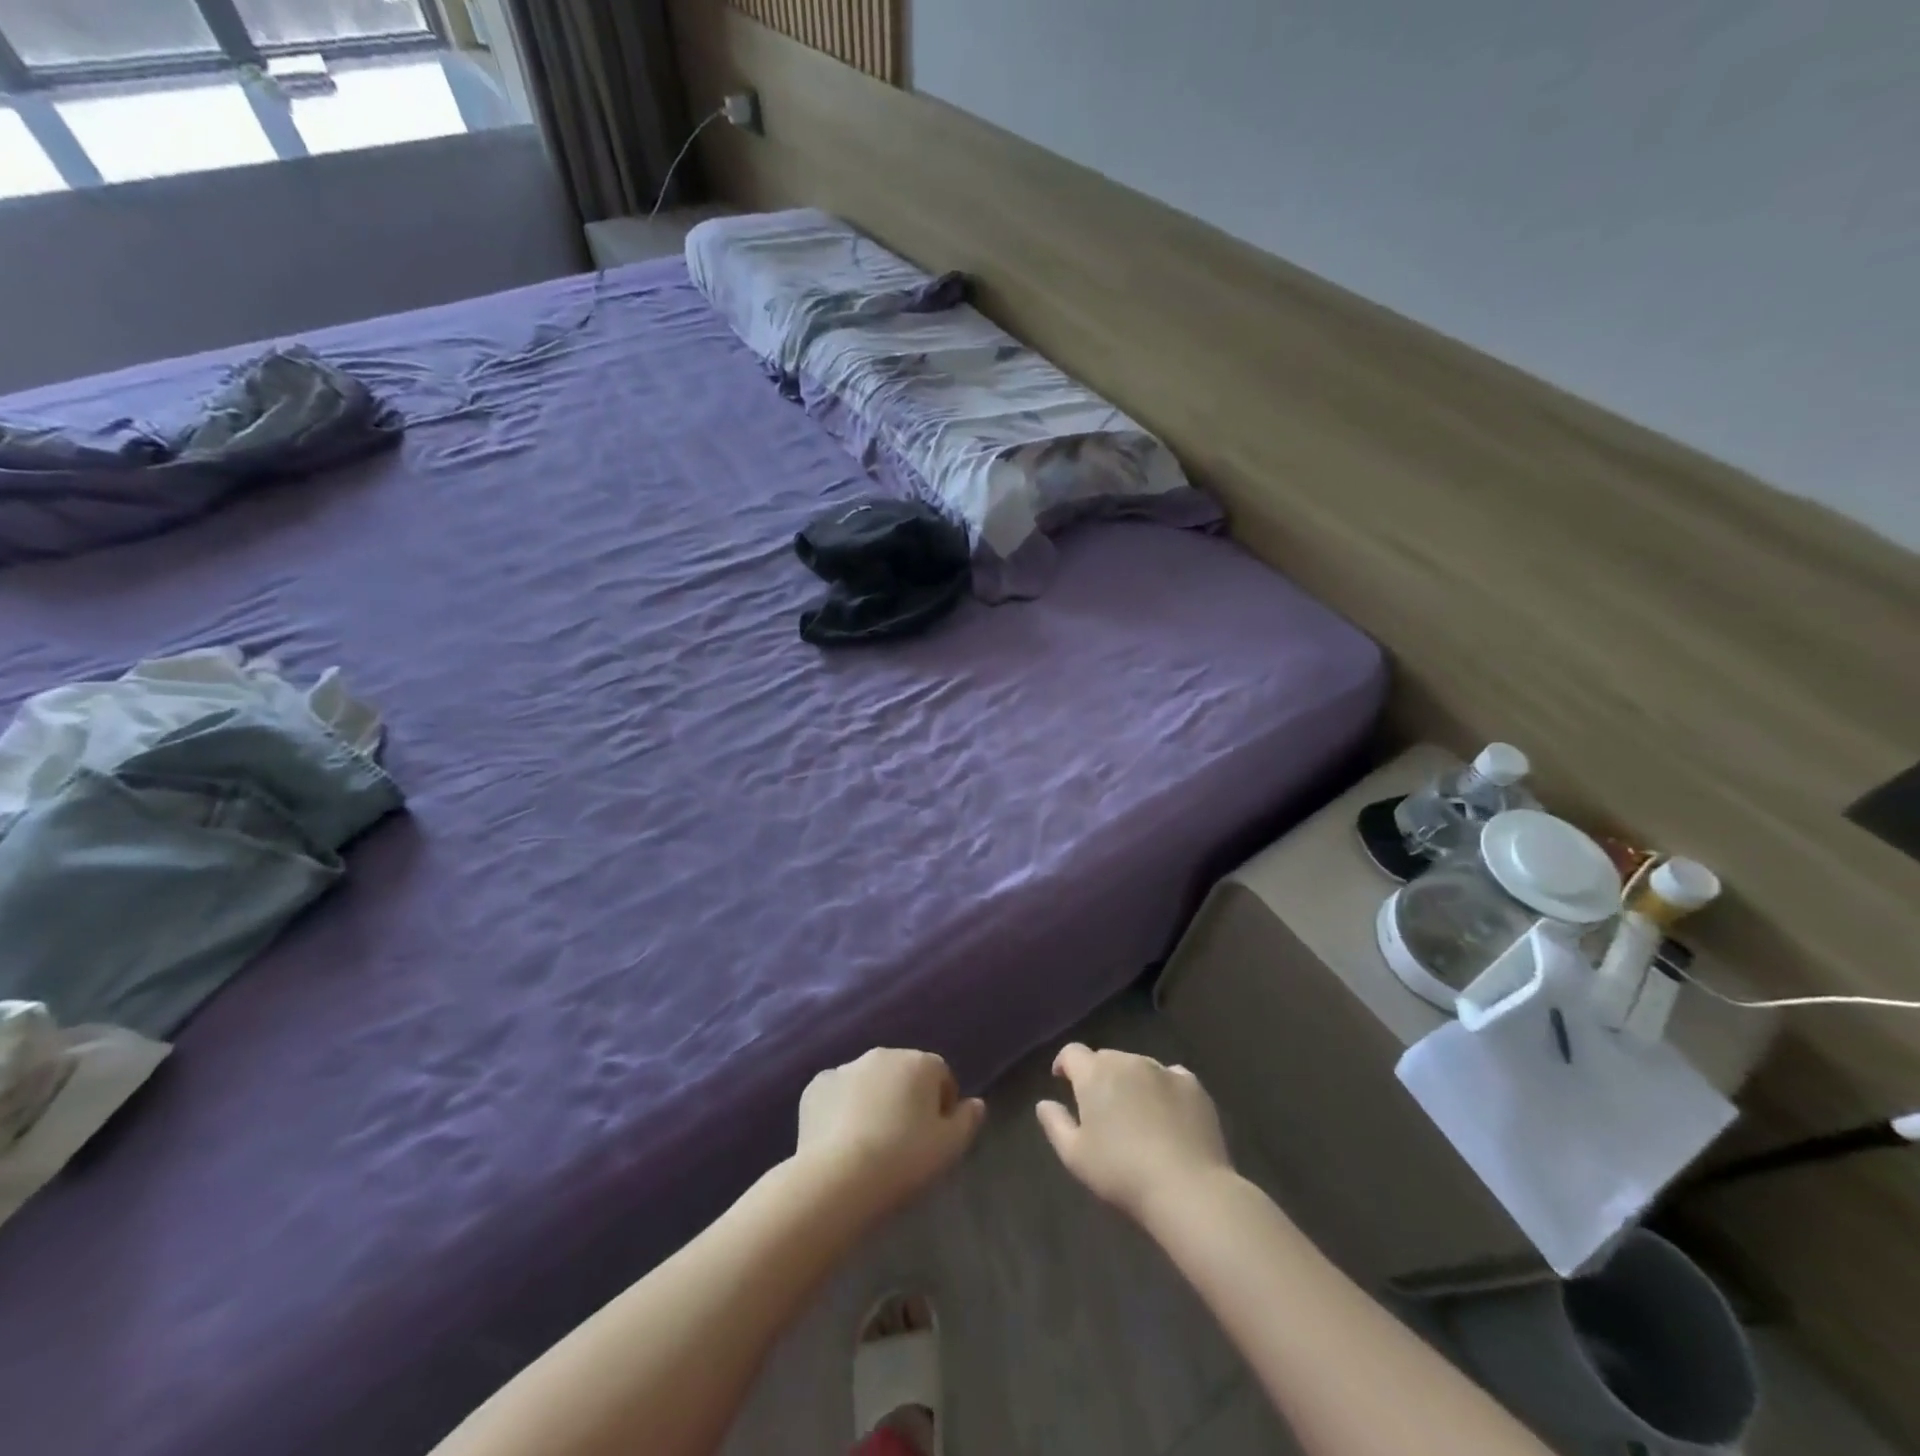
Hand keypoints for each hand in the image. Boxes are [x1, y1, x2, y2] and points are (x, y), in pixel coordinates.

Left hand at [797, 1049, 985, 1220]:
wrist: (838, 1178)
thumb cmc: (903, 1160)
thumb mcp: (950, 1148)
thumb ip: (968, 1120)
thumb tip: (977, 1103)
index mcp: (920, 1062)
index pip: (940, 1076)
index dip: (941, 1105)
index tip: (935, 1137)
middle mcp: (883, 1054)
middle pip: (903, 1074)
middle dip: (905, 1098)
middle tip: (902, 1141)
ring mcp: (845, 1068)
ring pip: (868, 1082)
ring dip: (873, 1101)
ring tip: (869, 1144)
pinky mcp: (816, 1087)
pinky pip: (837, 1094)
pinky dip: (841, 1109)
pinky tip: (840, 1141)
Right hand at [1036, 1044, 1233, 1223]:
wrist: (1187, 1188)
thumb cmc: (1121, 1172)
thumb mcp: (1075, 1156)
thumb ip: (1055, 1123)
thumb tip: (1044, 1103)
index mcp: (1095, 1074)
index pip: (1072, 1053)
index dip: (1065, 1064)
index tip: (1062, 1080)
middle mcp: (1128, 1061)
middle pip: (1106, 1059)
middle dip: (1099, 1076)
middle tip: (1101, 1107)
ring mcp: (1163, 1070)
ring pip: (1139, 1066)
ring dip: (1131, 1081)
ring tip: (1136, 1113)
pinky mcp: (1193, 1085)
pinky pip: (1171, 1077)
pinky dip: (1163, 1088)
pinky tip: (1168, 1113)